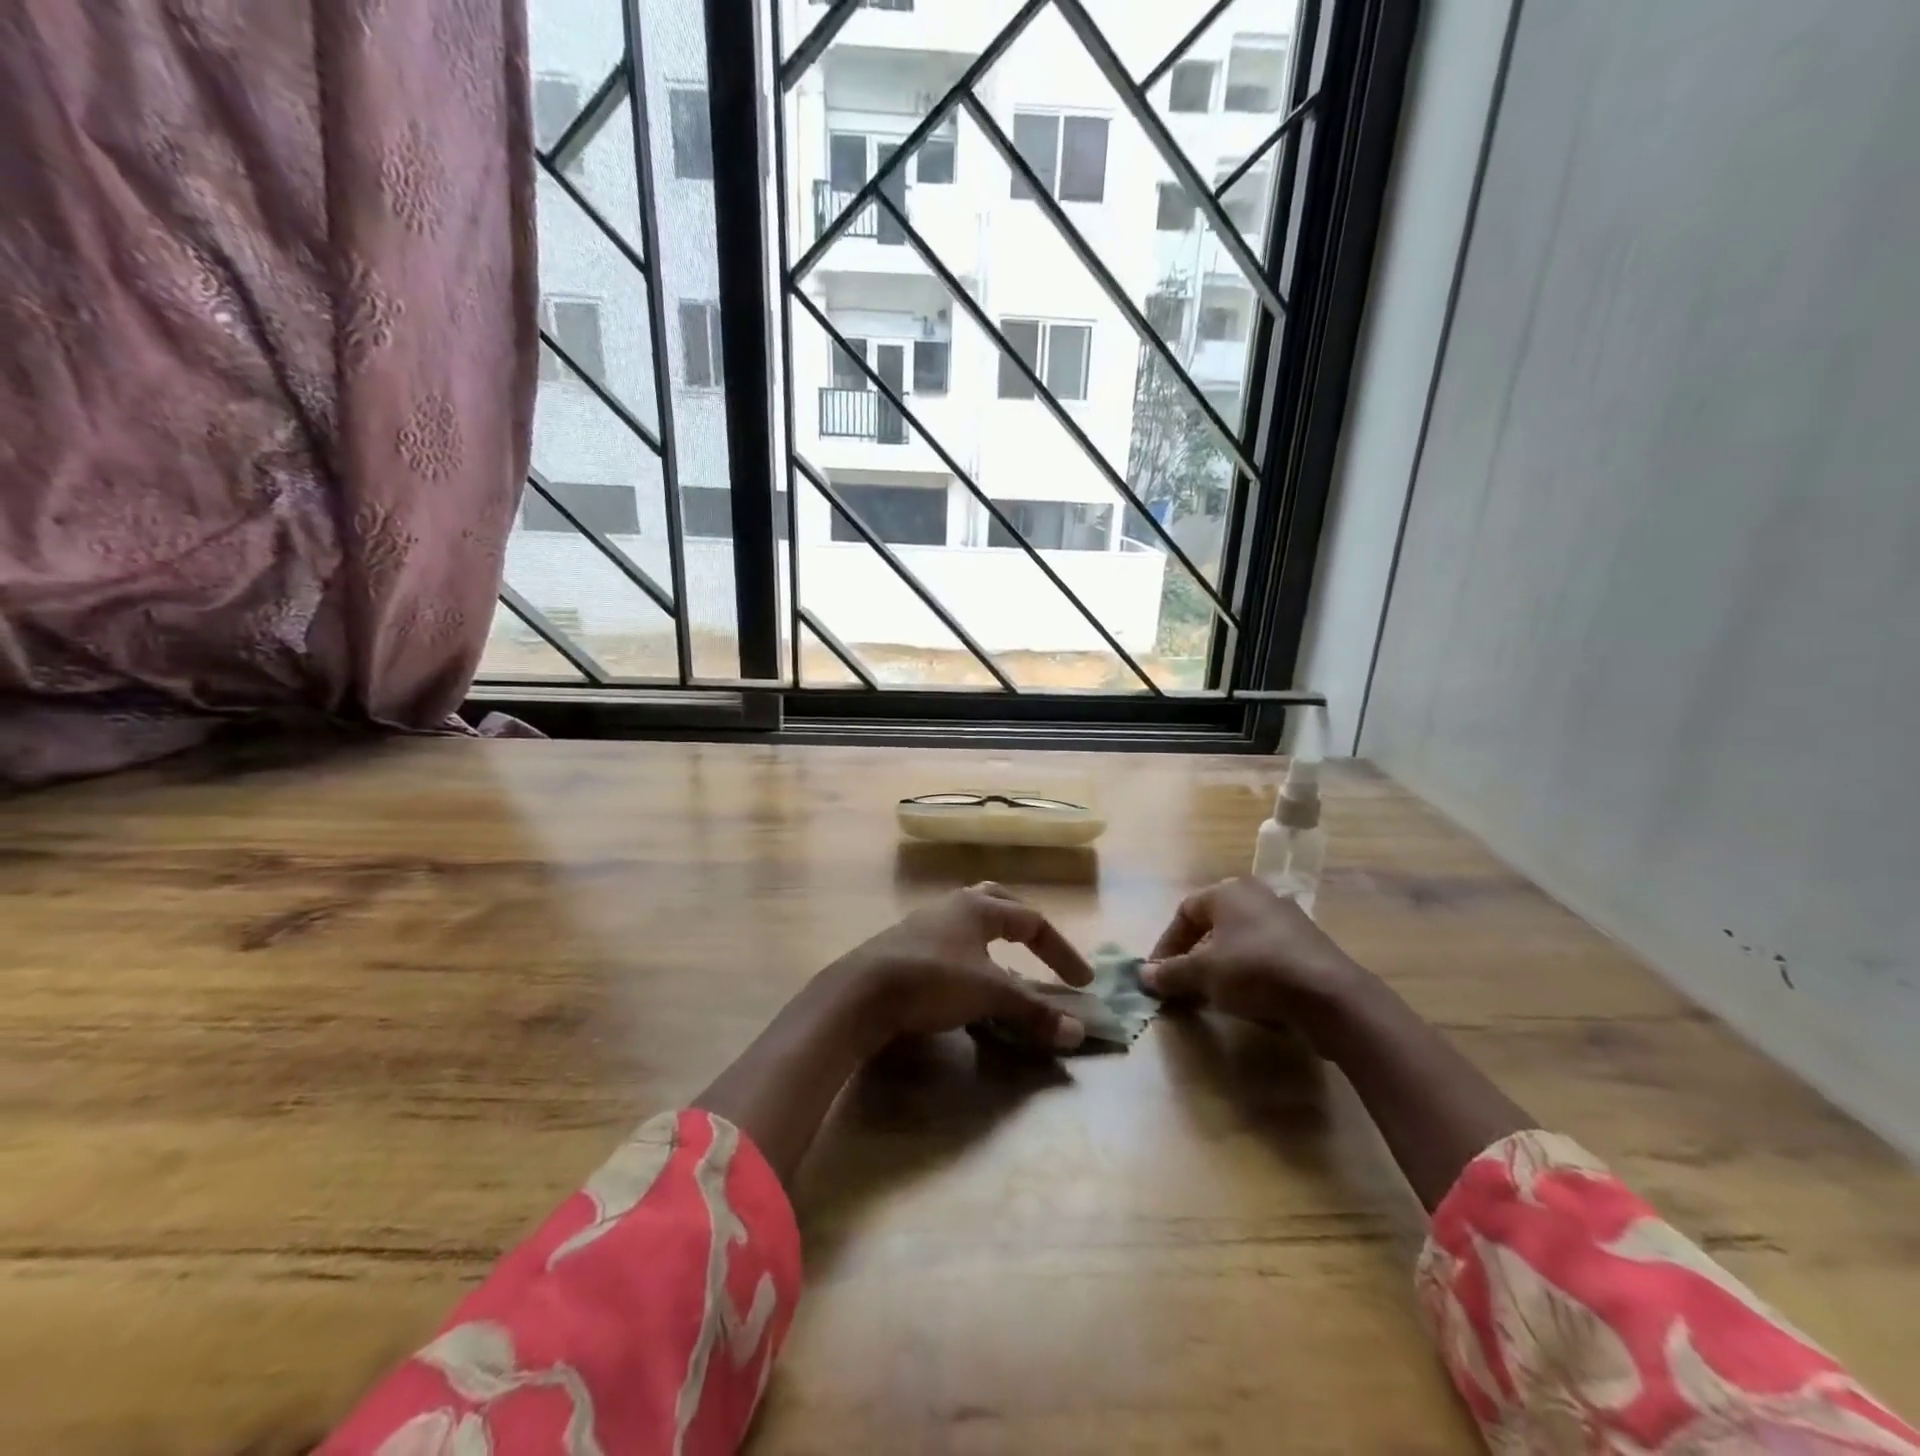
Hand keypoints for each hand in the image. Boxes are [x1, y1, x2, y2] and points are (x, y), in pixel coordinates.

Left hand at [827, 882, 1094, 1051]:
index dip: (1061, 951)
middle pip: (997, 902)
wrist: (861, 993)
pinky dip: (970, 958)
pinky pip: (950, 943)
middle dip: (1024, 925)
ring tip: (1006, 970)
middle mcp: (953, 906)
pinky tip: (967, 984)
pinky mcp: (904, 946)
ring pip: (970, 922)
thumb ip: (1033, 1011)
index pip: (1032, 921)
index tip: (1082, 982)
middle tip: (1042, 949)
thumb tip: (1077, 1032)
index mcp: (978, 907)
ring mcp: (925, 924)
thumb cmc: (933, 980)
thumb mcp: (990, 995)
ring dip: (994, 942)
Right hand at [1141, 877, 1371, 1038]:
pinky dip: (1249, 975)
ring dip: (1220, 968)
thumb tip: (1144, 975)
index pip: (1184, 912)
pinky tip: (1247, 1000)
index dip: (1166, 944)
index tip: (1157, 974)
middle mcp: (1257, 896)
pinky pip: (1265, 956)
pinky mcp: (1308, 947)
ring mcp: (1287, 920)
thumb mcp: (1203, 973)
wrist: (1330, 996)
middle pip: (1212, 926)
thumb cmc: (1255, 970)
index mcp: (1229, 891)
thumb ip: (1171, 973)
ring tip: (1211, 997)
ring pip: (1239, 942)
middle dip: (1193, 958)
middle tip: (1182, 986)